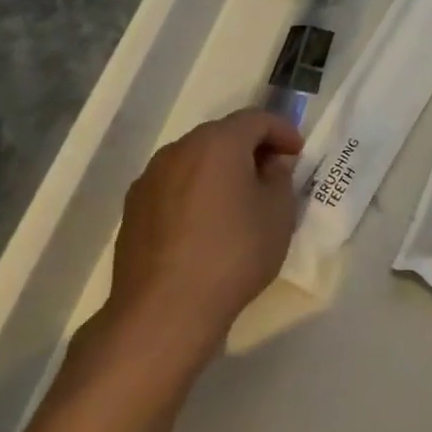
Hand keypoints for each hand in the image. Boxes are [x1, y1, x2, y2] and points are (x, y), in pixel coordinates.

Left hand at [99, 110, 303, 359]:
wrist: (163, 312)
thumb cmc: (233, 254)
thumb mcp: (278, 214)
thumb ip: (279, 177)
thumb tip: (269, 164)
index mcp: (218, 143)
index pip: (256, 119)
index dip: (282, 131)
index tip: (298, 153)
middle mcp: (179, 150)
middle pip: (222, 135)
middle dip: (250, 148)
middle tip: (272, 173)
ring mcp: (150, 179)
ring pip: (195, 160)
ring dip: (220, 170)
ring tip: (239, 200)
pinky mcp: (133, 209)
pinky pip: (174, 186)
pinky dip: (195, 191)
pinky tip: (206, 224)